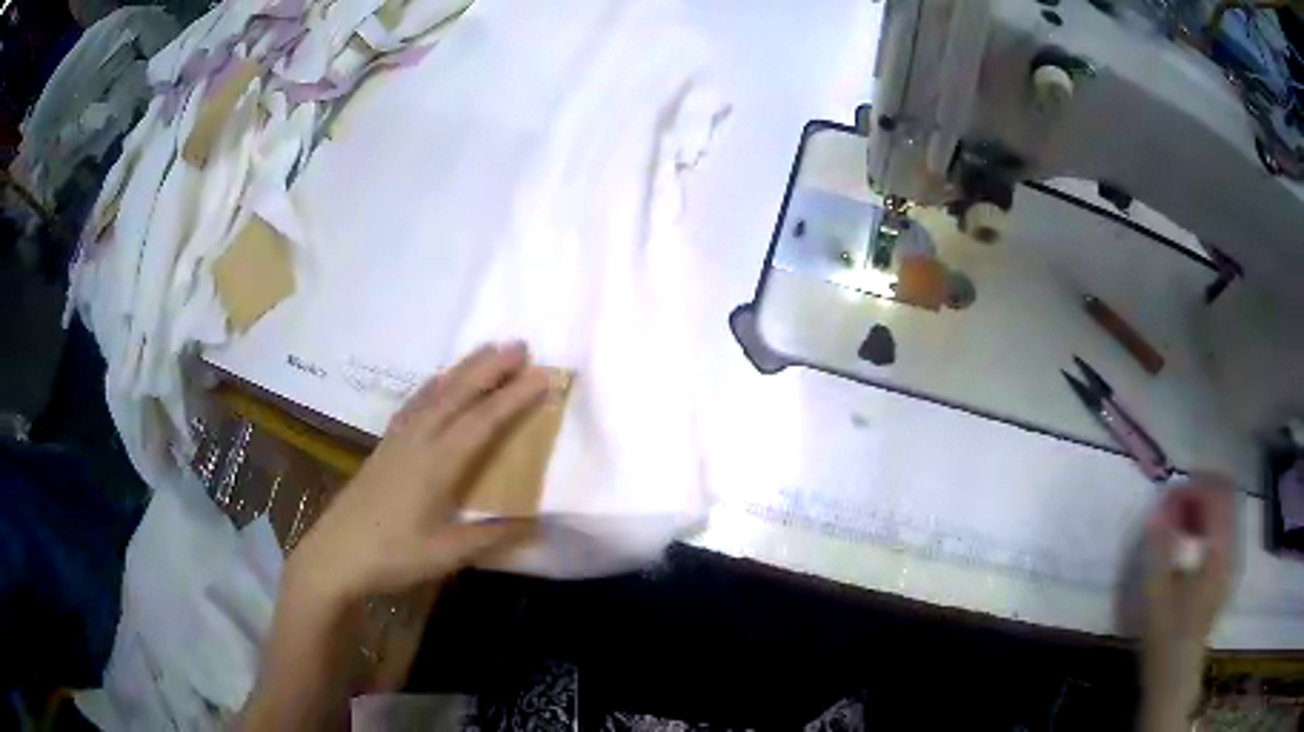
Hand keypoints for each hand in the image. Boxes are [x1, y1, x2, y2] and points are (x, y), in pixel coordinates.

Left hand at [288, 342, 548, 605]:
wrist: (335, 555)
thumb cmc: (392, 556)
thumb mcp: (446, 554)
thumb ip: (491, 537)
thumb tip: (535, 523)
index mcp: (436, 465)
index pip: (482, 422)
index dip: (513, 397)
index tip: (543, 375)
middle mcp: (418, 441)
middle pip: (457, 394)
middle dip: (490, 368)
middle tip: (520, 345)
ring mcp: (398, 440)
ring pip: (435, 393)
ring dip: (463, 369)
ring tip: (487, 350)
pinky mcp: (385, 446)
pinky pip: (415, 403)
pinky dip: (434, 385)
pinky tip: (438, 382)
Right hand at [1137, 474, 1235, 729]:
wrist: (1175, 678)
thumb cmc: (1166, 638)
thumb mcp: (1156, 595)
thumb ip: (1159, 546)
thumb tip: (1158, 507)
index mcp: (1219, 549)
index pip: (1217, 492)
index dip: (1193, 486)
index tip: (1166, 499)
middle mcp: (1231, 546)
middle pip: (1224, 495)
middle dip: (1198, 491)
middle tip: (1170, 507)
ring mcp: (1230, 559)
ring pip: (1224, 510)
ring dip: (1201, 506)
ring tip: (1175, 522)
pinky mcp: (1224, 570)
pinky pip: (1221, 528)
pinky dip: (1204, 523)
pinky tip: (1185, 541)